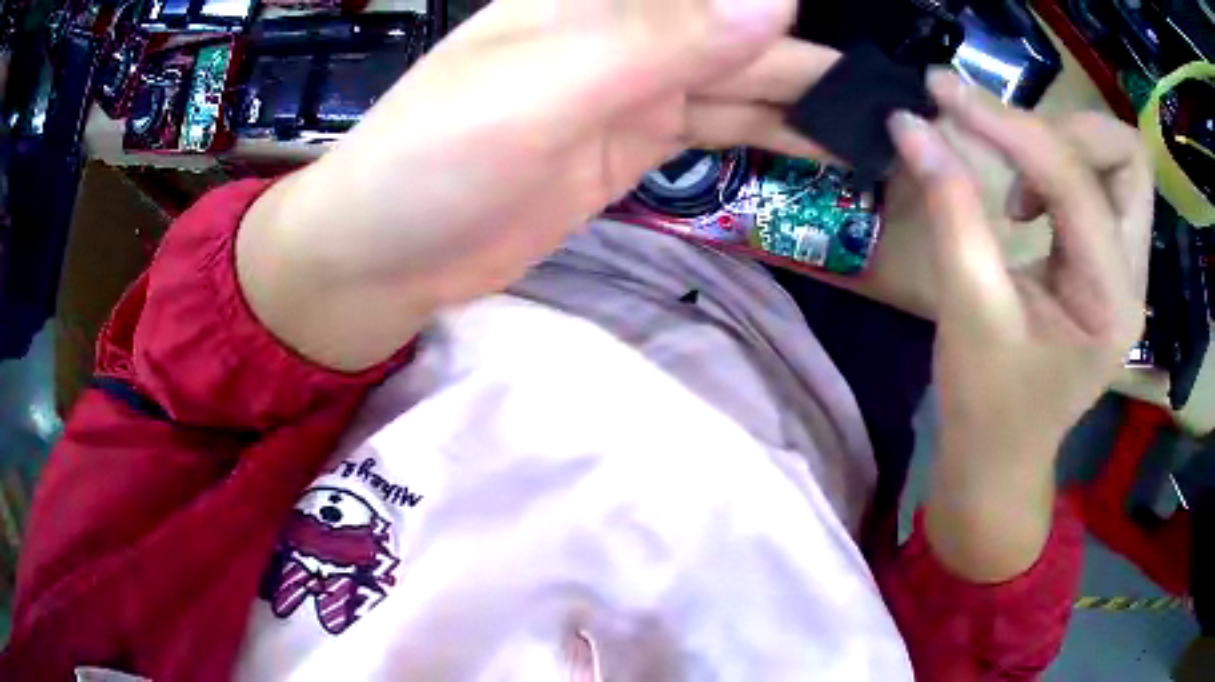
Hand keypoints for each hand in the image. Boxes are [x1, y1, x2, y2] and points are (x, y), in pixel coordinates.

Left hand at [239, 0, 838, 370]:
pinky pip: (718, 127)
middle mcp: (624, 32)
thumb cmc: (437, 158)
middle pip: (739, 31)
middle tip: (895, 88)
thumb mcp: (548, 87)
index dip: (782, 5)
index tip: (865, 25)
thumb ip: (664, 38)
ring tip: (878, 119)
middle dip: (814, 55)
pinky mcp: (631, 147)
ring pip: (740, 80)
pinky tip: (819, 145)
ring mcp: (632, 91)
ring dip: (806, 97)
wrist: (385, 255)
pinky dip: (770, 133)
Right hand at [889, 71, 1153, 580]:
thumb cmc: (986, 407)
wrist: (1002, 459)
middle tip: (1005, 147)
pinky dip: (1058, 166)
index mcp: (1110, 302)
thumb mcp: (966, 309)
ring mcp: (1126, 268)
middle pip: (1125, 157)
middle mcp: (1133, 277)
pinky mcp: (1109, 262)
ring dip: (1062, 144)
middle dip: (1062, 129)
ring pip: (1117, 163)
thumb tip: (910, 123)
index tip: (943, 95)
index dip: (1007, 126)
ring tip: (1015, 178)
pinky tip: (1025, 198)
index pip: (1071, 179)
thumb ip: (949, 206)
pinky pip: (1098, 184)